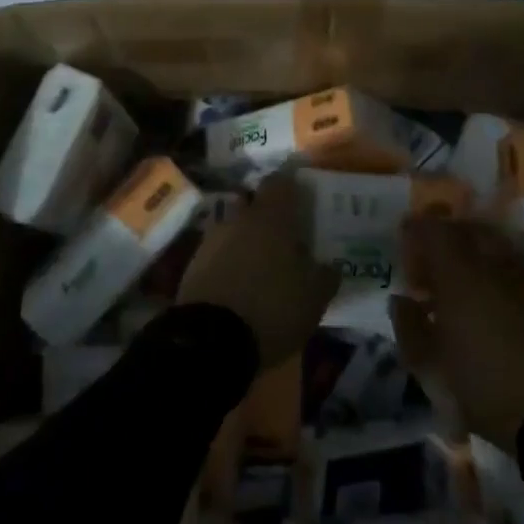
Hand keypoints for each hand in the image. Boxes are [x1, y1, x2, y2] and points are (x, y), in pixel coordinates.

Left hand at [179, 174, 337, 369]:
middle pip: (251, 200)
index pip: (279, 182)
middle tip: (281, 233)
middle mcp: (239, 219)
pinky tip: (237, 281)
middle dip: (264, 211)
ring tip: (258, 262)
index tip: (300, 199)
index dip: (290, 187)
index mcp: (271, 218)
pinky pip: (215, 251)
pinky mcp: (193, 265)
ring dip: (243, 237)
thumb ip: (325, 277)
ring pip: (231, 225)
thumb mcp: (313, 299)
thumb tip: (330, 266)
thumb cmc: (272, 308)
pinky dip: (226, 259)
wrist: (211, 340)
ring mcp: (212, 240)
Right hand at [391, 216, 523, 453]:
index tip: (402, 244)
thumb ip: (408, 326)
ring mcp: (514, 281)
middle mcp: (488, 267)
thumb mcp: (428, 363)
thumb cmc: (478, 383)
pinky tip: (472, 300)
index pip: (434, 230)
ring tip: (447, 283)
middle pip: (464, 229)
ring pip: (487, 244)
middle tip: (425, 264)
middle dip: (440, 237)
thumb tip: (401, 300)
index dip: (415, 230)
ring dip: (464, 252)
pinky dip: (484, 270)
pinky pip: (503, 266)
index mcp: (459, 275)